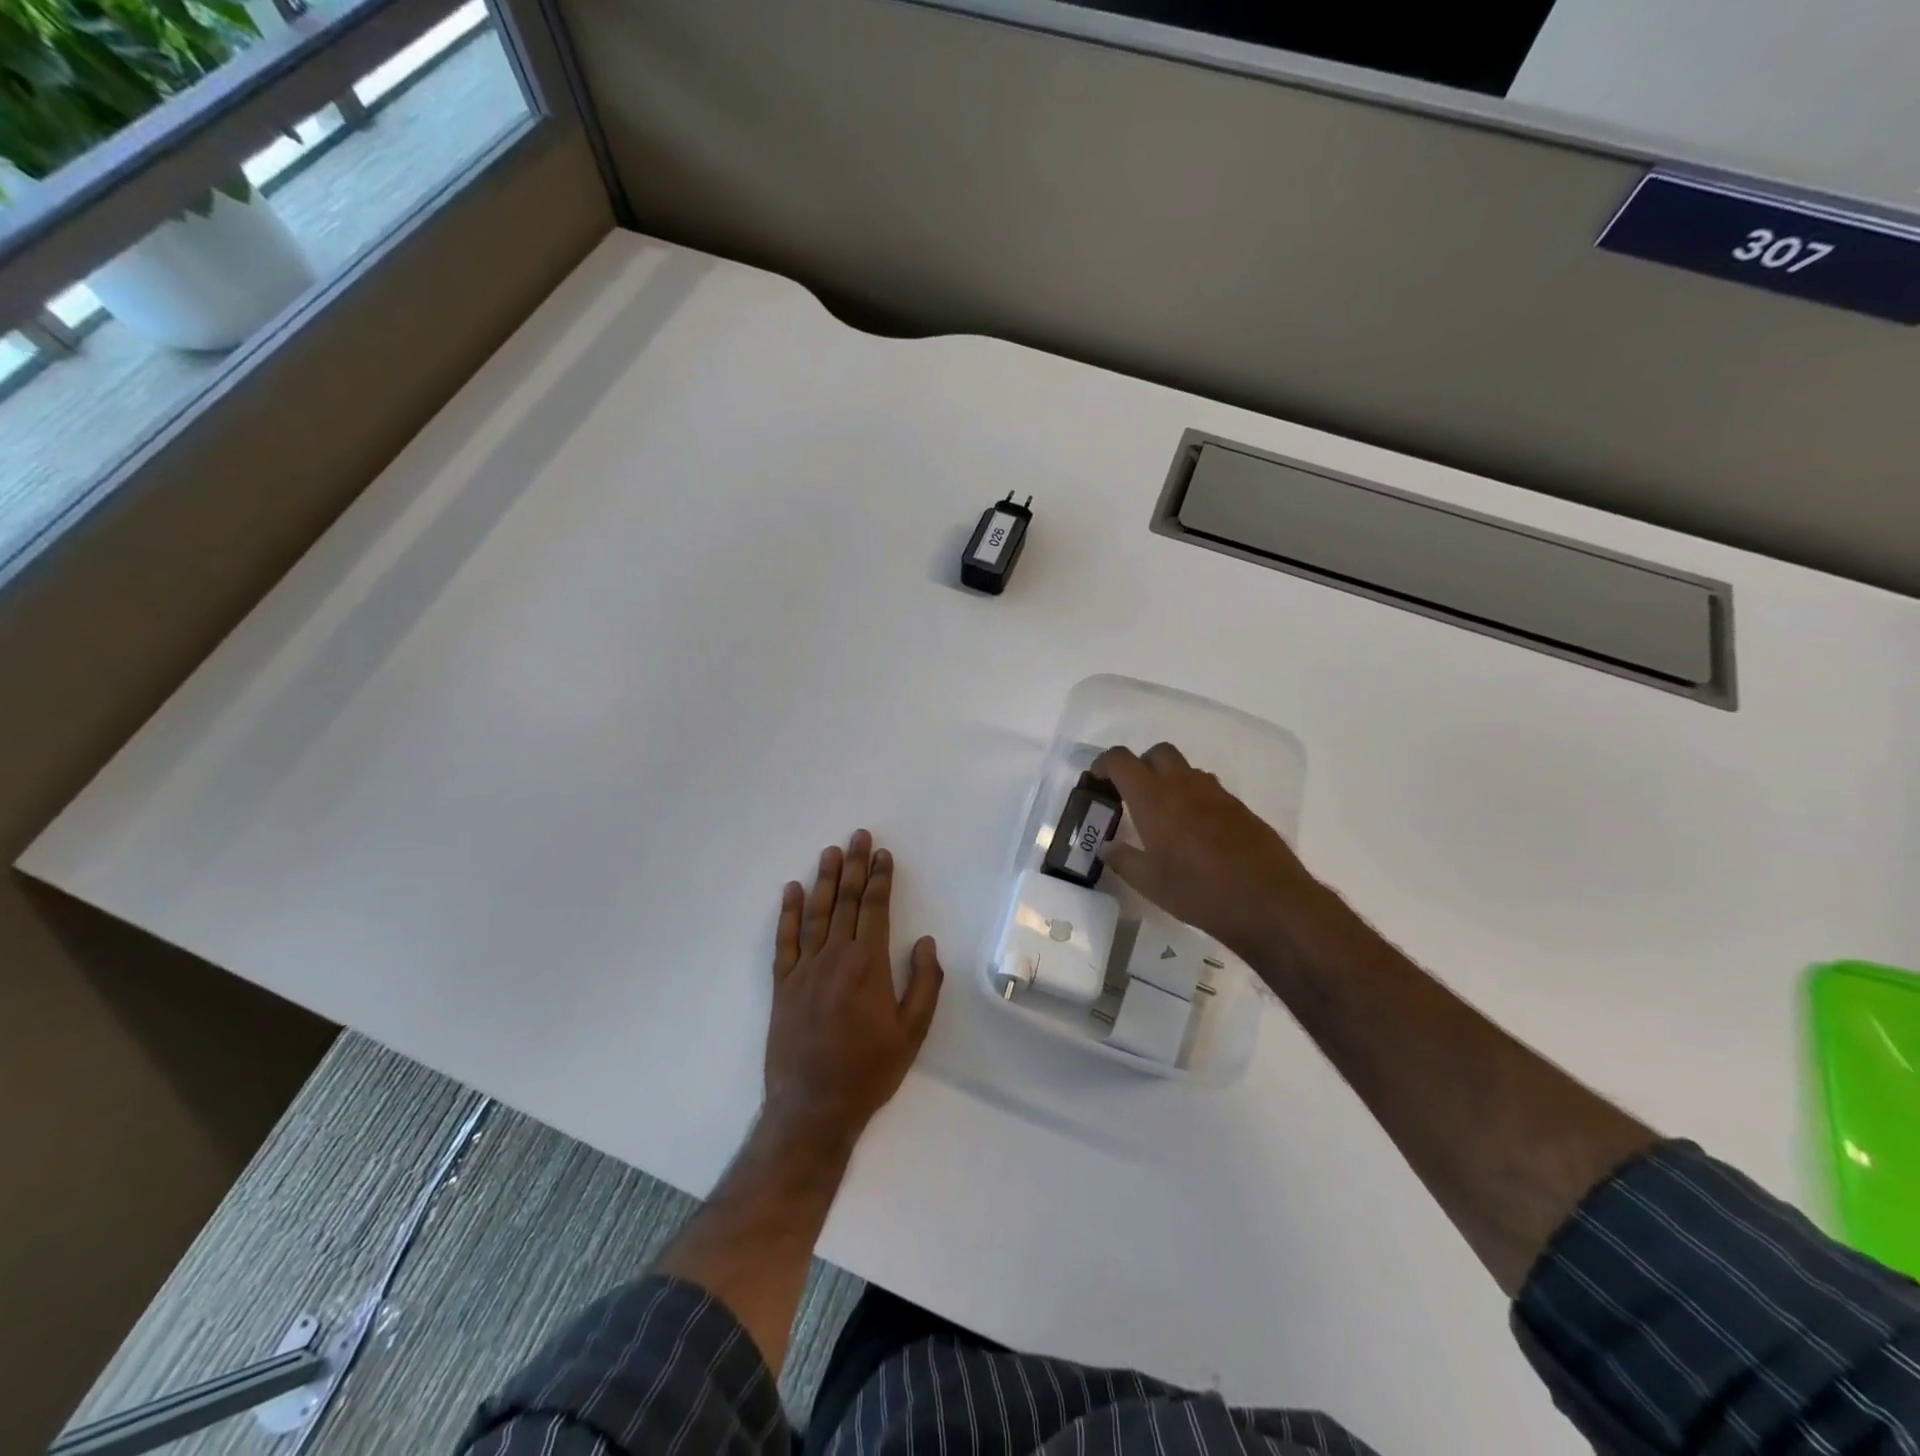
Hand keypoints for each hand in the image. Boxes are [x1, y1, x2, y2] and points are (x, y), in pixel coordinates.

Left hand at [764, 830, 942, 1144]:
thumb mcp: (912, 1033)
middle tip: (858, 836)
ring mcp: (804, 969)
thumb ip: (923, 983)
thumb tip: (924, 941)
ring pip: (816, 914)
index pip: (875, 909)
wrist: (812, 1107)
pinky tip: (791, 890)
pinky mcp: (782, 985)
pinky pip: (785, 940)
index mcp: (868, 965)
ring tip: (830, 852)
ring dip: (824, 880)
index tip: (883, 854)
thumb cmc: (869, 1071)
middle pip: (846, 902)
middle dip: (854, 866)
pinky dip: (788, 913)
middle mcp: (835, 957)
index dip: (880, 879)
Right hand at [1091, 742, 1320, 957]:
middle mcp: (1184, 785)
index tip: (1096, 781)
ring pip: (1185, 769)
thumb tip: (1105, 847)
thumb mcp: (1149, 883)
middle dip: (1140, 765)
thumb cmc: (1199, 892)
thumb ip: (1122, 859)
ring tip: (1163, 815)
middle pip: (1157, 753)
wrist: (1270, 902)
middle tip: (1131, 795)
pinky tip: (1194, 832)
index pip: (1121, 760)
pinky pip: (1208, 789)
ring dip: (1168, 780)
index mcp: (1154, 798)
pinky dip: (1193, 797)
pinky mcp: (1240, 808)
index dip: (1103, 764)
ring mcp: (1216, 794)